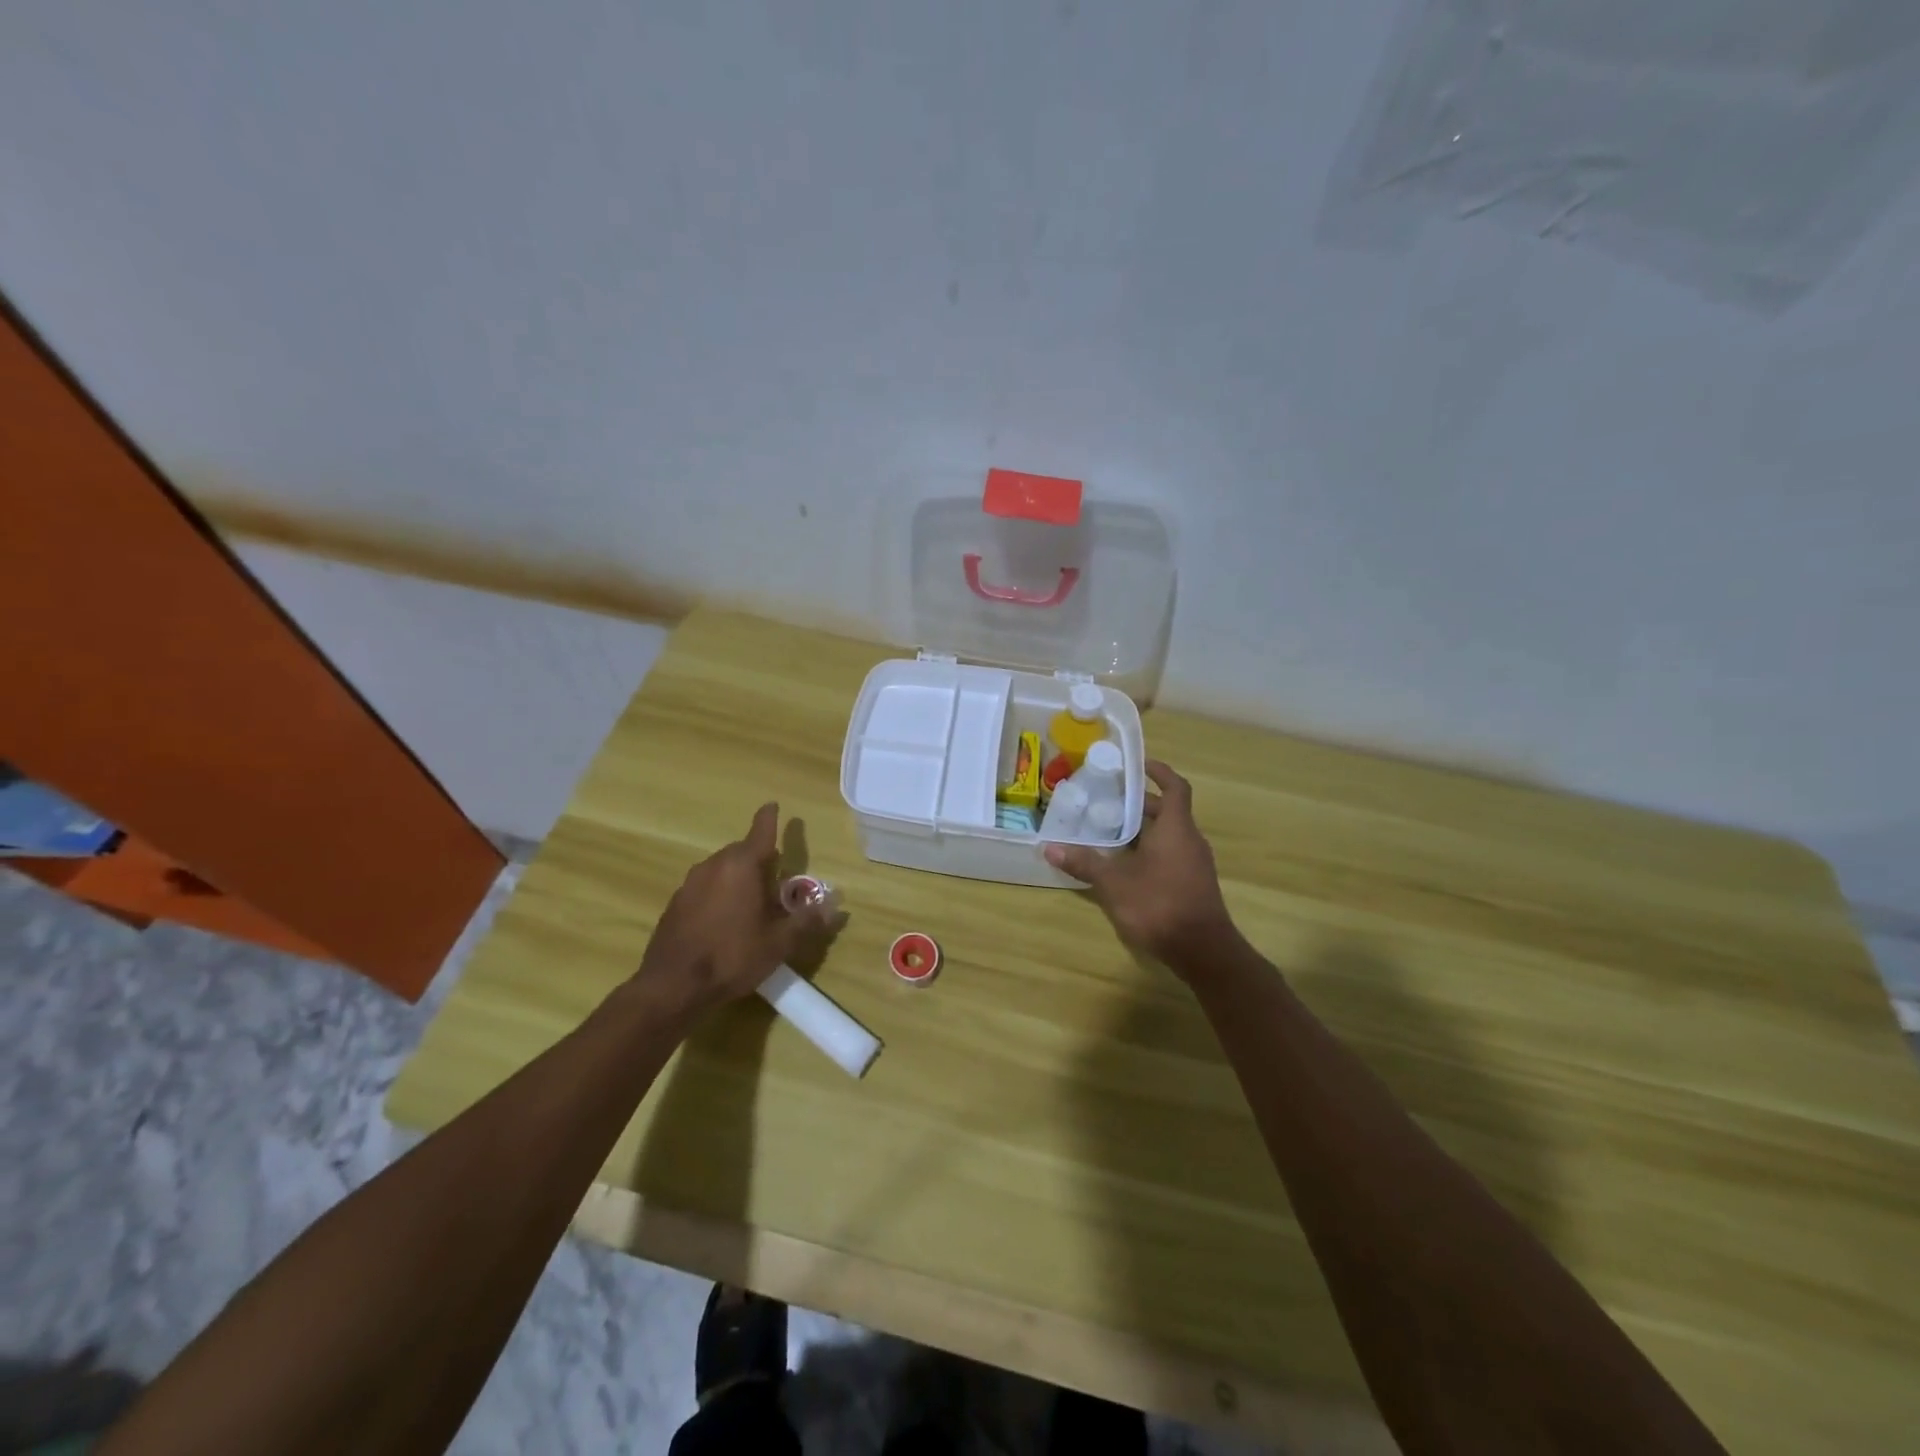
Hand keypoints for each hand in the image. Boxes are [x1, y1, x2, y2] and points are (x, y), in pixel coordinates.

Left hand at [635, 803, 831, 1018]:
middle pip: (742, 852)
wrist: (673, 986)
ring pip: (722, 870)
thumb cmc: (733, 957)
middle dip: (760, 862)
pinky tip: (724, 923)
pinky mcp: (675, 903)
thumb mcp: (780, 943)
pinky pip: (705, 888)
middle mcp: (714, 865)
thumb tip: (834, 906)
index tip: (773, 805)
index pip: (761, 831)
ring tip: (751, 907)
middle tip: (776, 885)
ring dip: (738, 879)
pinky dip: (718, 895)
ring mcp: (690, 883)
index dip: (769, 818)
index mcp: (742, 866)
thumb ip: (807, 921)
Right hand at [1044, 760, 1236, 971]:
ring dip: (1143, 829)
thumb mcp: (1115, 883)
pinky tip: (1125, 865)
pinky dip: (1149, 851)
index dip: (1159, 772)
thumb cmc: (1159, 905)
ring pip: (1168, 835)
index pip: (1175, 787)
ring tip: (1109, 831)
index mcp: (1176, 828)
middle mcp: (1189, 840)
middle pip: (1167, 811)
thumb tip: (1050, 848)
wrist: (1202, 951)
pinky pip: (1170, 854)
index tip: (1138, 764)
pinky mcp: (1193, 884)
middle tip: (1108, 801)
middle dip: (1139, 804)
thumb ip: (1084, 863)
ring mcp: (1194, 863)